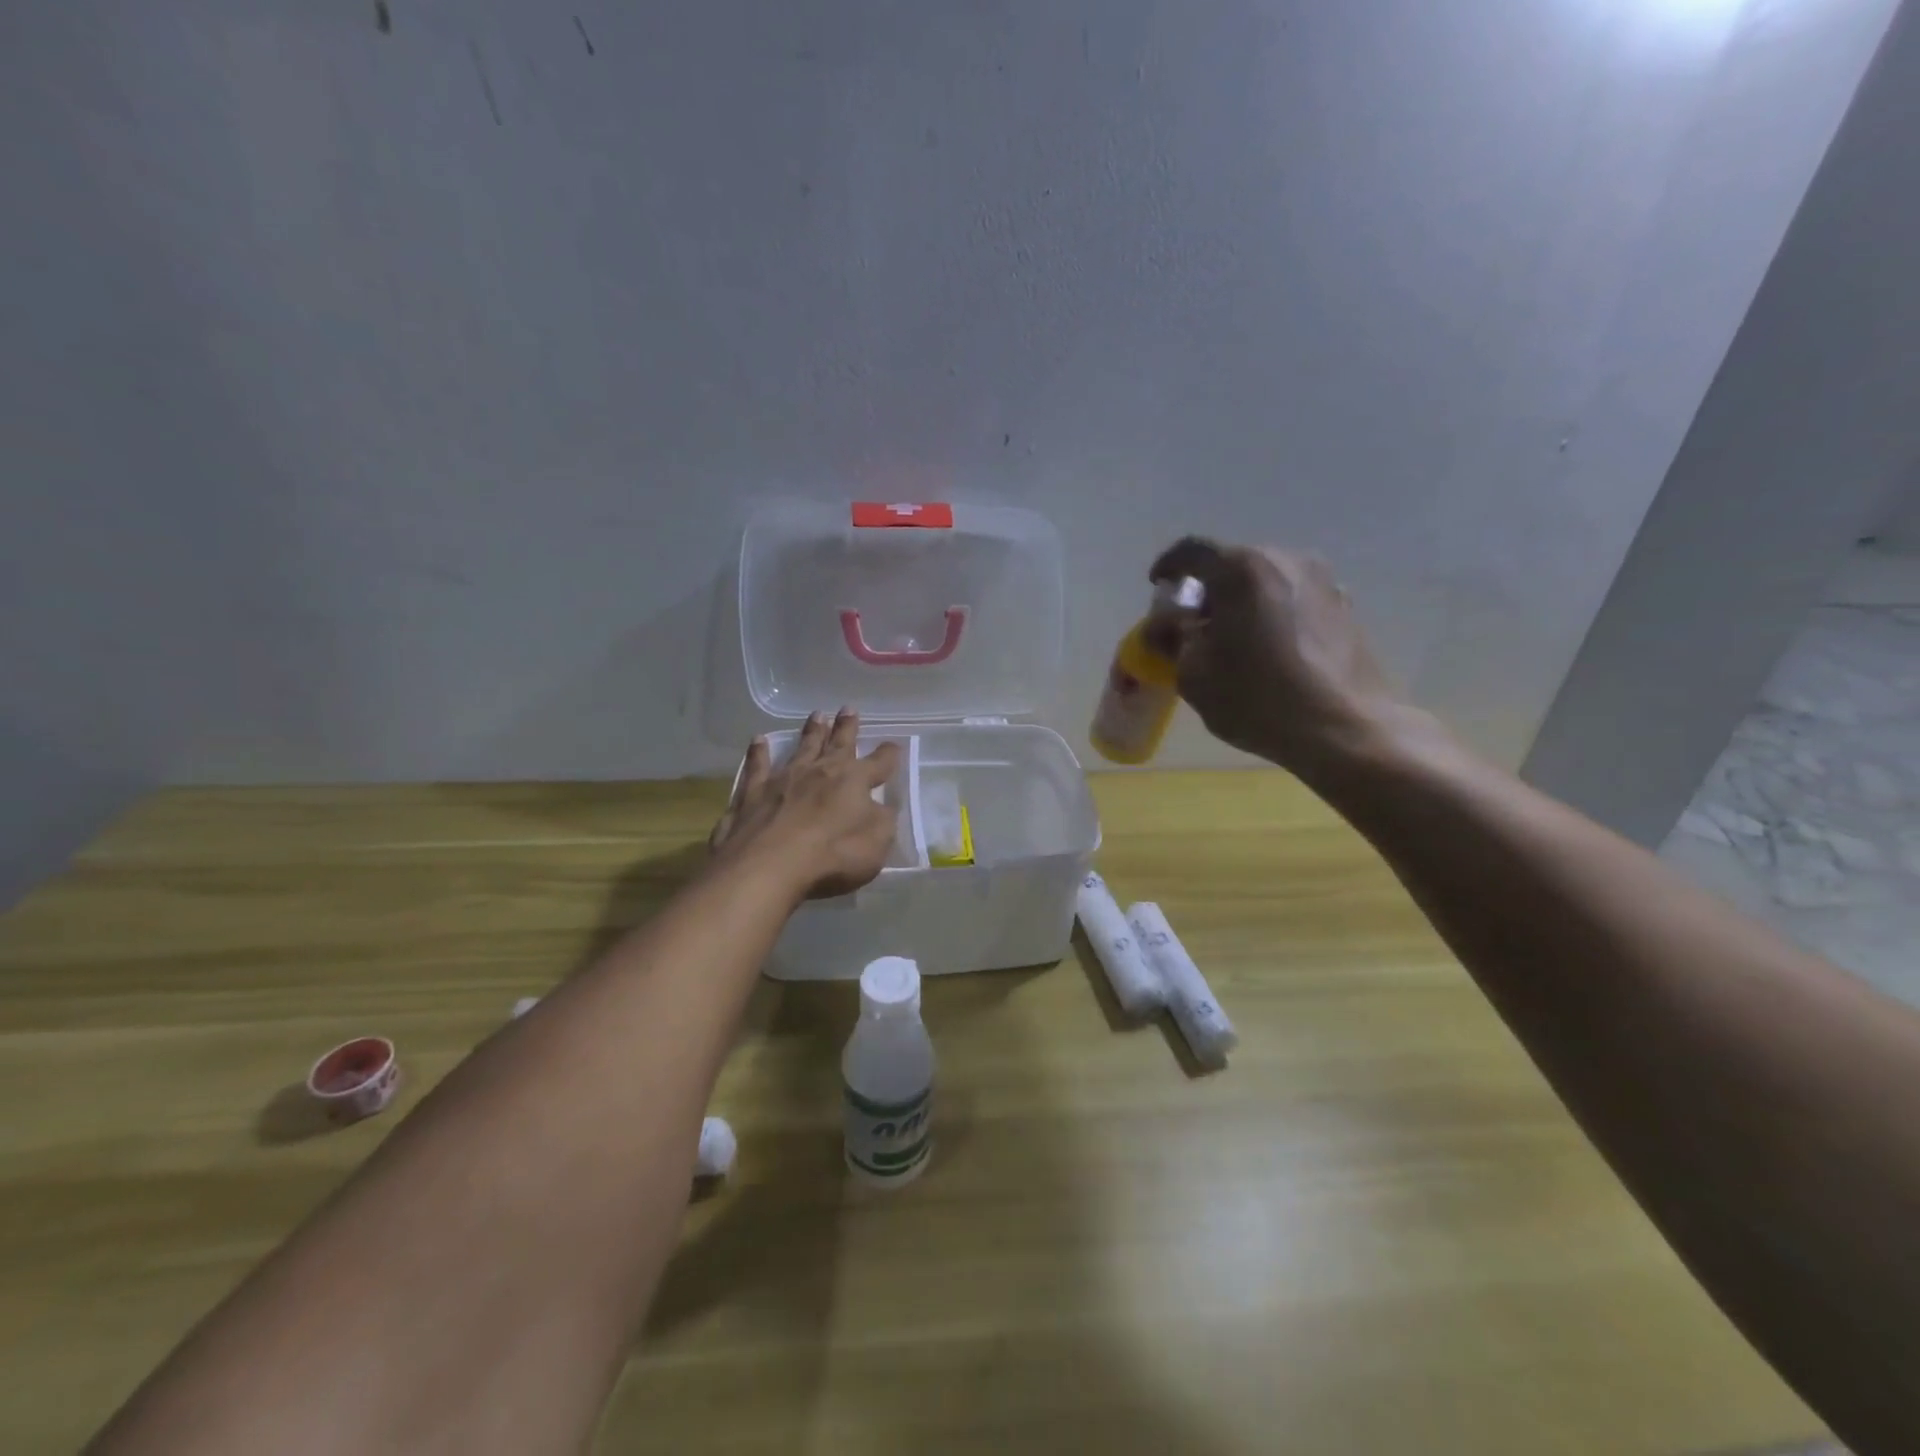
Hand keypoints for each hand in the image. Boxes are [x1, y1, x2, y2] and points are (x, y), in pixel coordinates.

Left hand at [709, 708, 902, 899]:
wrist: (769, 866)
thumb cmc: (833, 855)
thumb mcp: (877, 843)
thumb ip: (882, 820)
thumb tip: (882, 806)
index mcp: (854, 781)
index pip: (879, 763)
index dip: (889, 754)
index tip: (894, 745)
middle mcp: (820, 771)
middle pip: (838, 744)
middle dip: (846, 727)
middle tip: (849, 708)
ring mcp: (783, 780)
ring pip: (801, 748)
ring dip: (811, 732)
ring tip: (816, 715)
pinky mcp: (752, 794)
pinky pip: (757, 767)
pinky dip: (758, 753)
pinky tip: (757, 741)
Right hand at [1148, 537, 1406, 775]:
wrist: (1345, 729)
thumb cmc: (1257, 697)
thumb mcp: (1193, 673)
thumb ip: (1173, 639)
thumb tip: (1166, 625)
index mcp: (1241, 569)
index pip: (1192, 551)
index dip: (1168, 567)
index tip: (1158, 588)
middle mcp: (1285, 560)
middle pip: (1233, 565)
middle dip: (1208, 590)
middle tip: (1194, 625)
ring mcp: (1323, 581)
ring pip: (1266, 582)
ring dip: (1242, 603)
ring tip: (1233, 641)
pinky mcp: (1345, 607)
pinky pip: (1293, 599)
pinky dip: (1272, 615)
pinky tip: (1269, 651)